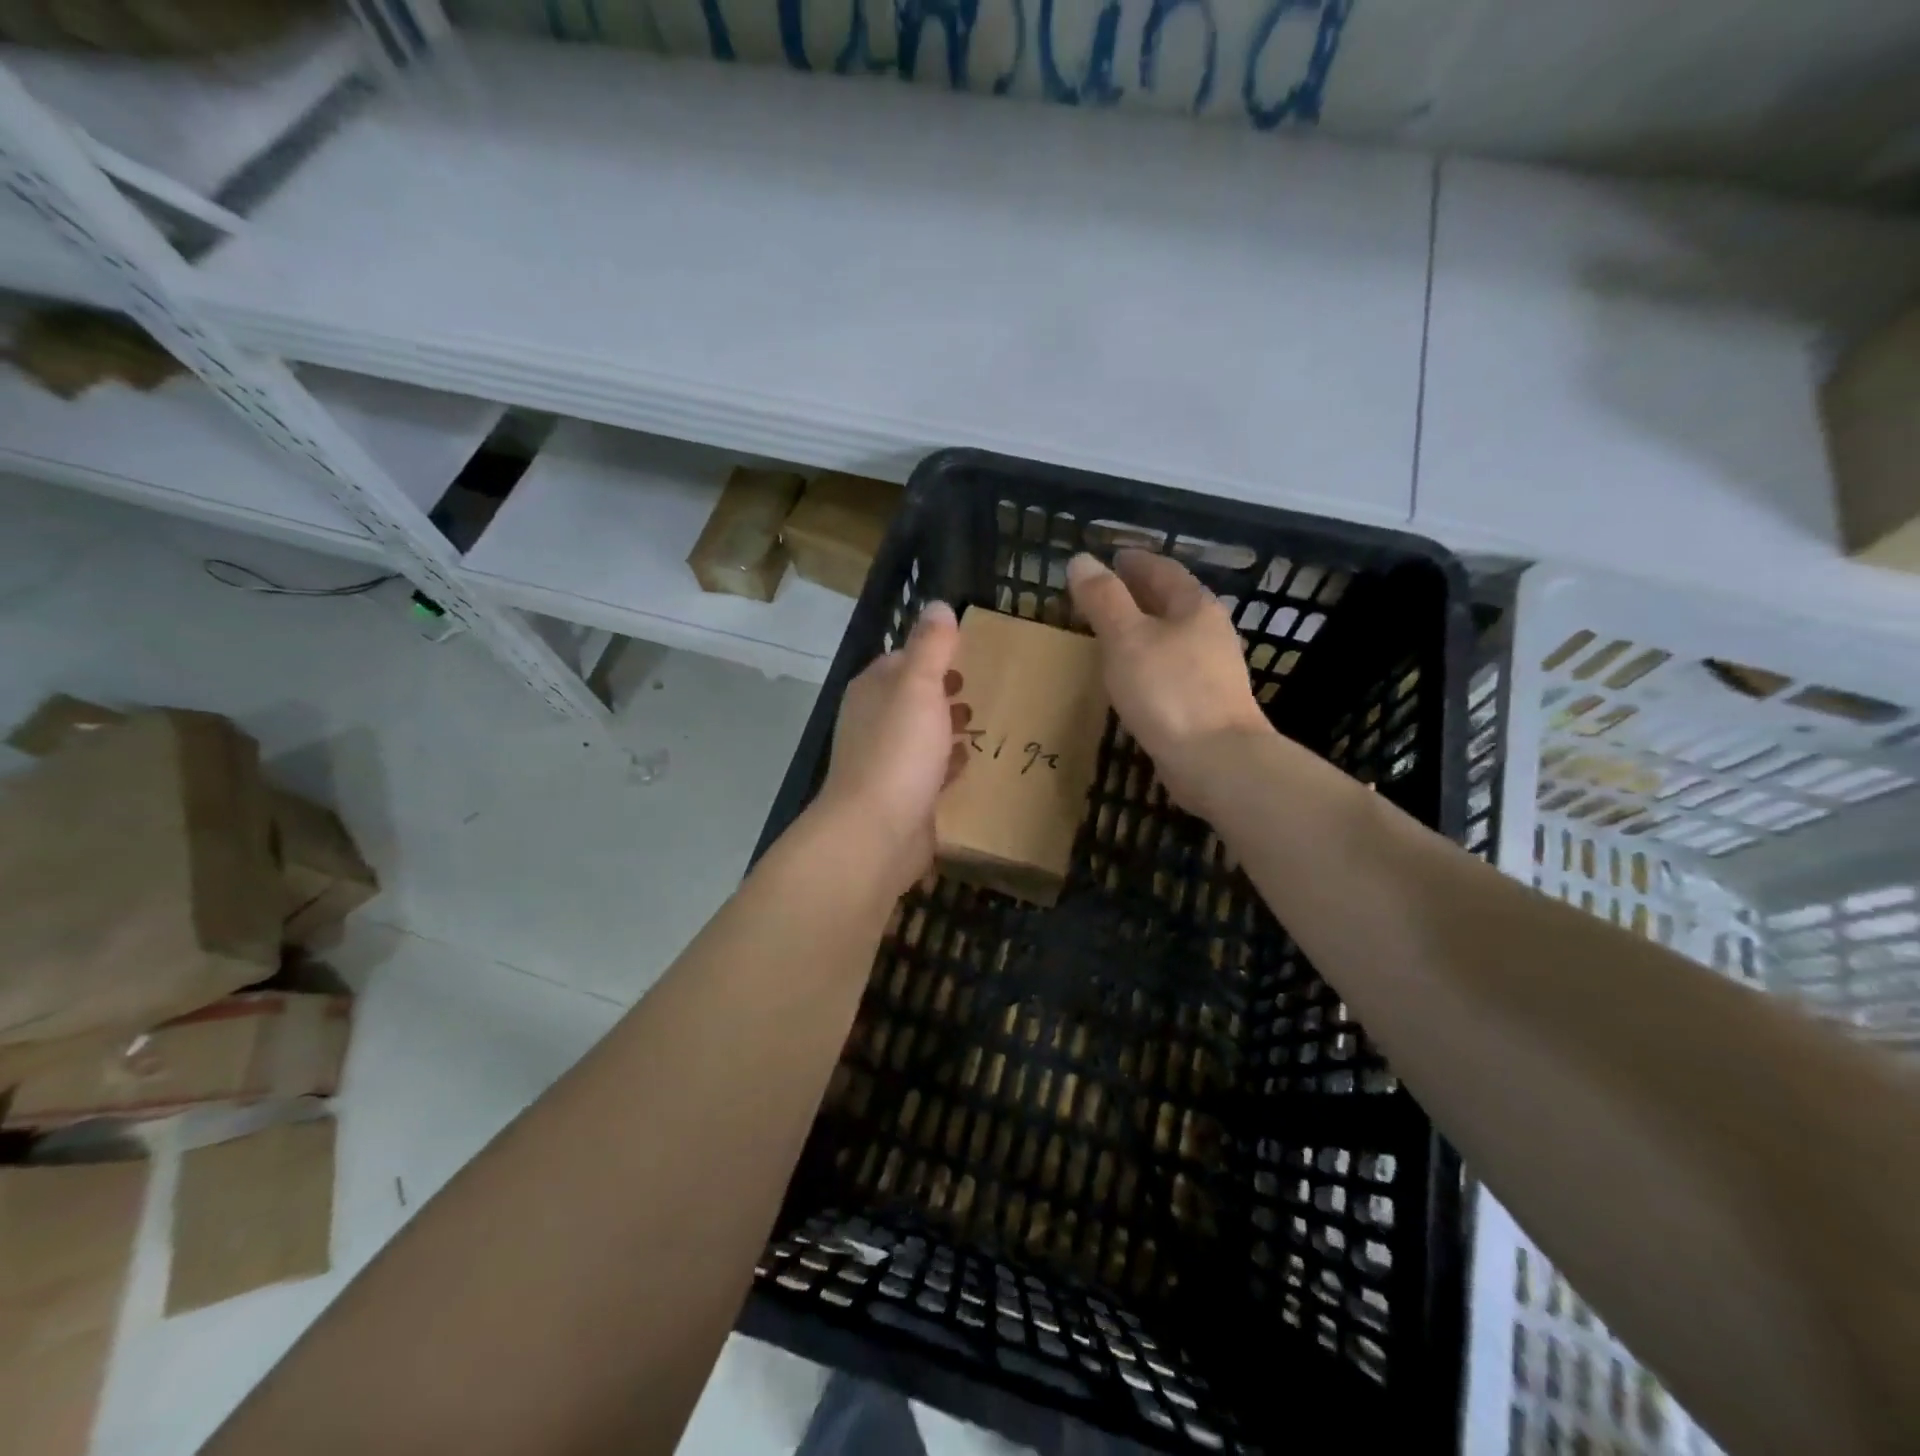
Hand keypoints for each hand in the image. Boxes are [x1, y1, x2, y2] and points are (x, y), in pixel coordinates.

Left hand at [813, 601, 967, 894]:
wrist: (877, 832)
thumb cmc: (899, 750)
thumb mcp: (919, 686)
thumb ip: (931, 645)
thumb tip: (938, 605)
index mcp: (873, 690)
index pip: (902, 660)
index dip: (932, 654)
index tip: (966, 652)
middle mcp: (874, 723)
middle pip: (912, 698)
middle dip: (942, 691)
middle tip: (978, 686)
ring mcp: (887, 762)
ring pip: (921, 735)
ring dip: (947, 726)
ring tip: (981, 721)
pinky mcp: (904, 796)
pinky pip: (930, 771)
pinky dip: (948, 763)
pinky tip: (969, 762)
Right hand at [1066, 550, 1270, 810]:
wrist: (1216, 760)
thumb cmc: (1169, 690)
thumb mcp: (1126, 638)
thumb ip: (1103, 599)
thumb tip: (1082, 560)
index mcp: (1195, 607)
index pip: (1163, 570)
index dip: (1135, 562)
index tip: (1111, 558)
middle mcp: (1210, 632)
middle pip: (1172, 602)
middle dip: (1140, 594)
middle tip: (1104, 593)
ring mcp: (1213, 670)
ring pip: (1174, 636)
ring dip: (1145, 629)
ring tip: (1113, 632)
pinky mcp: (1207, 703)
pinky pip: (1172, 668)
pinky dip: (1150, 660)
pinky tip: (1133, 675)